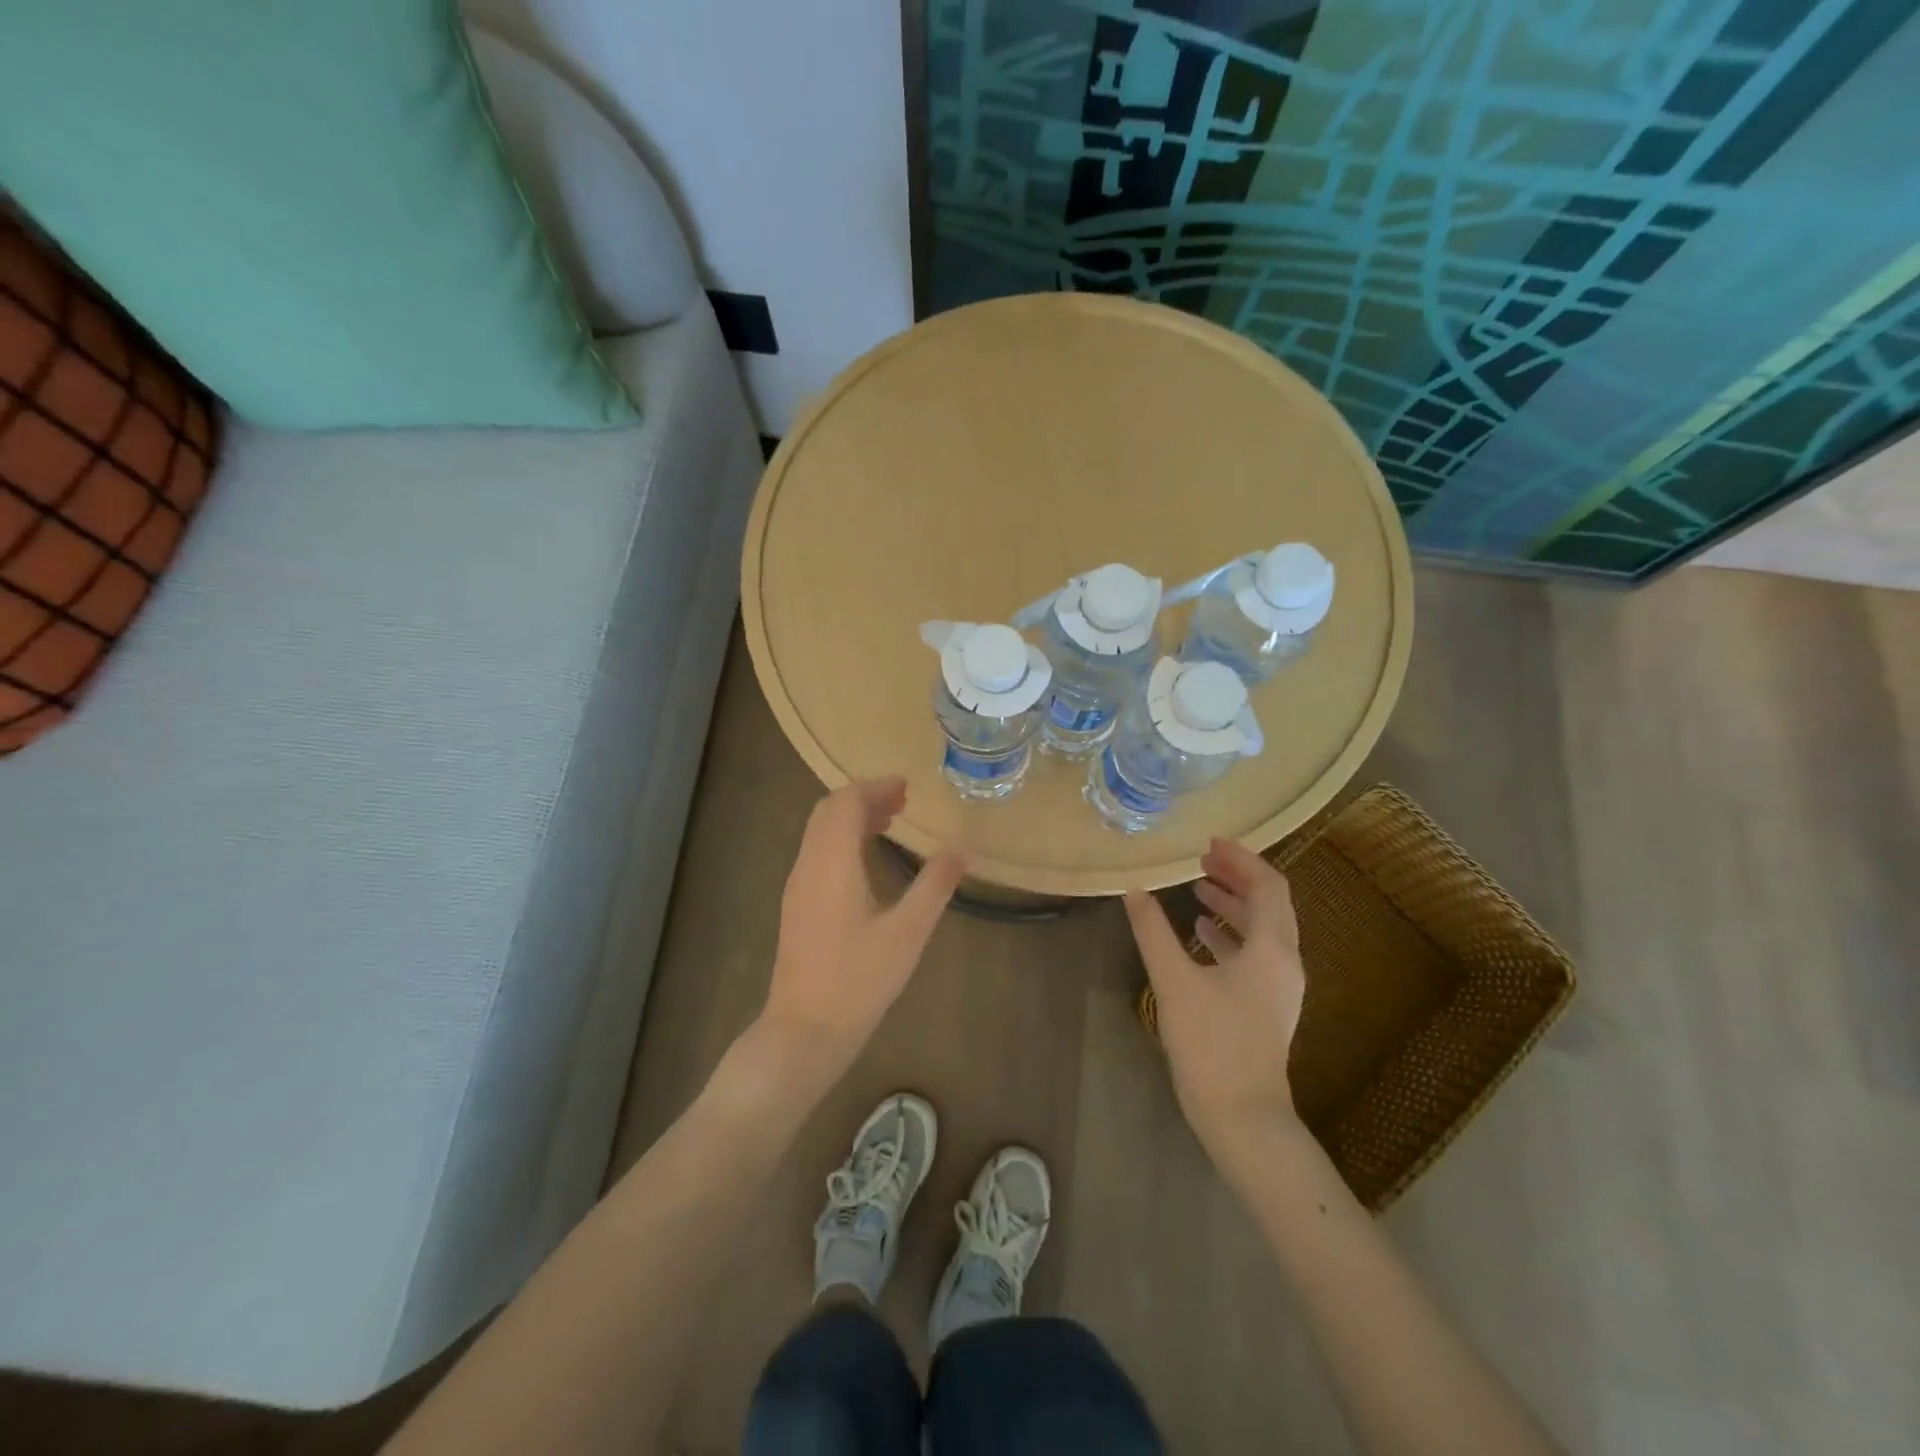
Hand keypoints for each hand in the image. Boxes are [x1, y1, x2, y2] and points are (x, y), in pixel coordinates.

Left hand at [760, 777, 966, 1071]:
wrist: (805, 1030)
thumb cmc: (859, 979)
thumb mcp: (908, 932)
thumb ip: (935, 885)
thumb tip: (962, 849)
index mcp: (832, 863)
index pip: (846, 802)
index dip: (875, 787)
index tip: (907, 788)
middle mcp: (807, 865)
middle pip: (828, 810)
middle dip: (863, 798)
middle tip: (901, 803)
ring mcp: (796, 886)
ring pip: (819, 832)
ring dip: (851, 818)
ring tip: (889, 824)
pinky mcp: (796, 906)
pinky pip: (816, 853)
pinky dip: (841, 840)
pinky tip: (866, 862)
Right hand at [1125, 838, 1305, 1156]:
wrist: (1242, 1116)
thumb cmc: (1211, 1042)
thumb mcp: (1174, 981)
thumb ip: (1153, 931)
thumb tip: (1133, 890)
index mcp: (1272, 948)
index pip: (1268, 885)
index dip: (1242, 858)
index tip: (1209, 843)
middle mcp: (1285, 961)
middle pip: (1269, 903)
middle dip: (1237, 877)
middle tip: (1202, 859)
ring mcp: (1279, 987)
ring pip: (1262, 930)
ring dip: (1233, 904)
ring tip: (1198, 888)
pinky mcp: (1266, 1006)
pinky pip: (1254, 955)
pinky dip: (1230, 935)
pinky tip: (1199, 934)